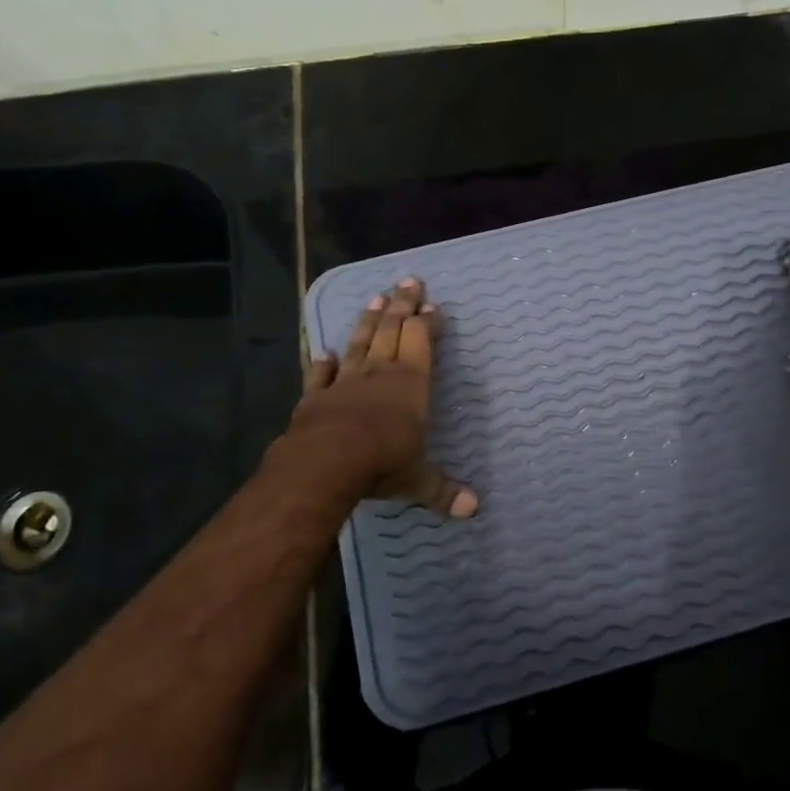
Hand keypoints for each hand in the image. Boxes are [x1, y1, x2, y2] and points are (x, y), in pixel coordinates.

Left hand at [286, 278, 477, 517]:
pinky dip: (322, 363)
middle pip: (391, 329)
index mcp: (410, 383)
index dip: (426, 322)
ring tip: (374, 297)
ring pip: (359, 343)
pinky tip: (324, 352)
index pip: (421, 341)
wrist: (325, 462)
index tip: (431, 305)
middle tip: (407, 280)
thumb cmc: (382, 462)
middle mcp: (379, 373)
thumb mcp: (418, 480)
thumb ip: (443, 491)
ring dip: (367, 320)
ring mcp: (344, 382)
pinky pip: (319, 375)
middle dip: (401, 304)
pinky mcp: (314, 397)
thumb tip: (475, 510)